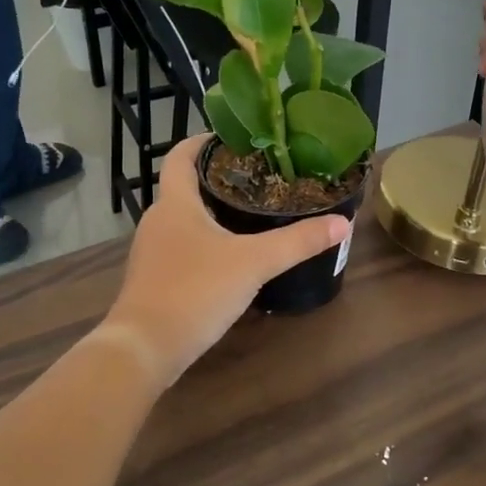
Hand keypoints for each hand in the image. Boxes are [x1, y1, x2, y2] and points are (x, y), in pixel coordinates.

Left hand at [103, 137, 351, 382]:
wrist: (144, 348)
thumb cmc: (195, 291)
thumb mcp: (254, 263)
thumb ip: (298, 242)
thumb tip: (342, 223)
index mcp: (175, 204)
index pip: (180, 157)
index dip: (201, 142)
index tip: (229, 136)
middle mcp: (157, 222)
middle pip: (183, 189)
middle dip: (216, 180)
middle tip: (256, 178)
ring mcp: (151, 253)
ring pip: (182, 222)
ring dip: (210, 214)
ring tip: (249, 216)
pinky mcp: (153, 281)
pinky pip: (180, 250)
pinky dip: (203, 244)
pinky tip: (229, 260)